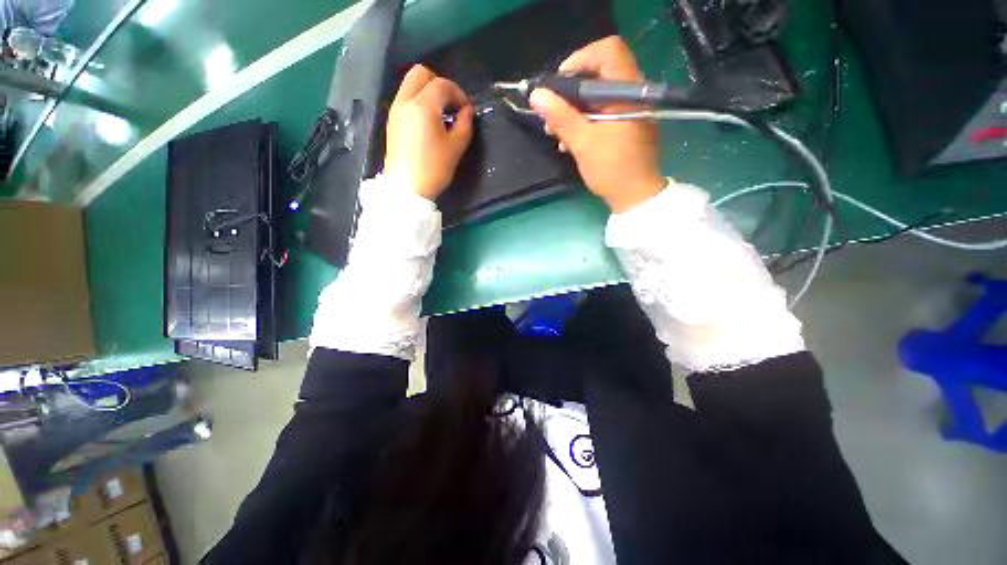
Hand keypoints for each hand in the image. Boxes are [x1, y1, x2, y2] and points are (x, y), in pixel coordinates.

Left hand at [384, 65, 474, 199]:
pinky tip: (429, 123)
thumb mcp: (456, 148)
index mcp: (423, 106)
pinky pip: (406, 98)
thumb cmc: (434, 169)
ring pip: (411, 84)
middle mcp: (405, 101)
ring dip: (428, 92)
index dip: (459, 94)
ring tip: (441, 115)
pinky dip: (419, 101)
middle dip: (440, 84)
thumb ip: (465, 124)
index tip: (467, 110)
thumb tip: (467, 111)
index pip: (442, 85)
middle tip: (451, 105)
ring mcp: (395, 110)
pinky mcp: (392, 121)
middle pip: (421, 73)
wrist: (407, 189)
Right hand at [530, 36, 665, 212]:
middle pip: (599, 74)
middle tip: (551, 112)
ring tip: (555, 132)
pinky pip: (601, 113)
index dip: (581, 60)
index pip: (608, 52)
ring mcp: (629, 110)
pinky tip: (569, 141)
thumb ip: (561, 117)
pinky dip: (583, 121)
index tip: (559, 84)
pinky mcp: (624, 125)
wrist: (635, 196)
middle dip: (570, 92)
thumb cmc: (612, 169)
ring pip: (597, 96)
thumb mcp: (583, 143)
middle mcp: (632, 94)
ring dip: (572, 110)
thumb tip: (537, 95)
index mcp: (628, 92)